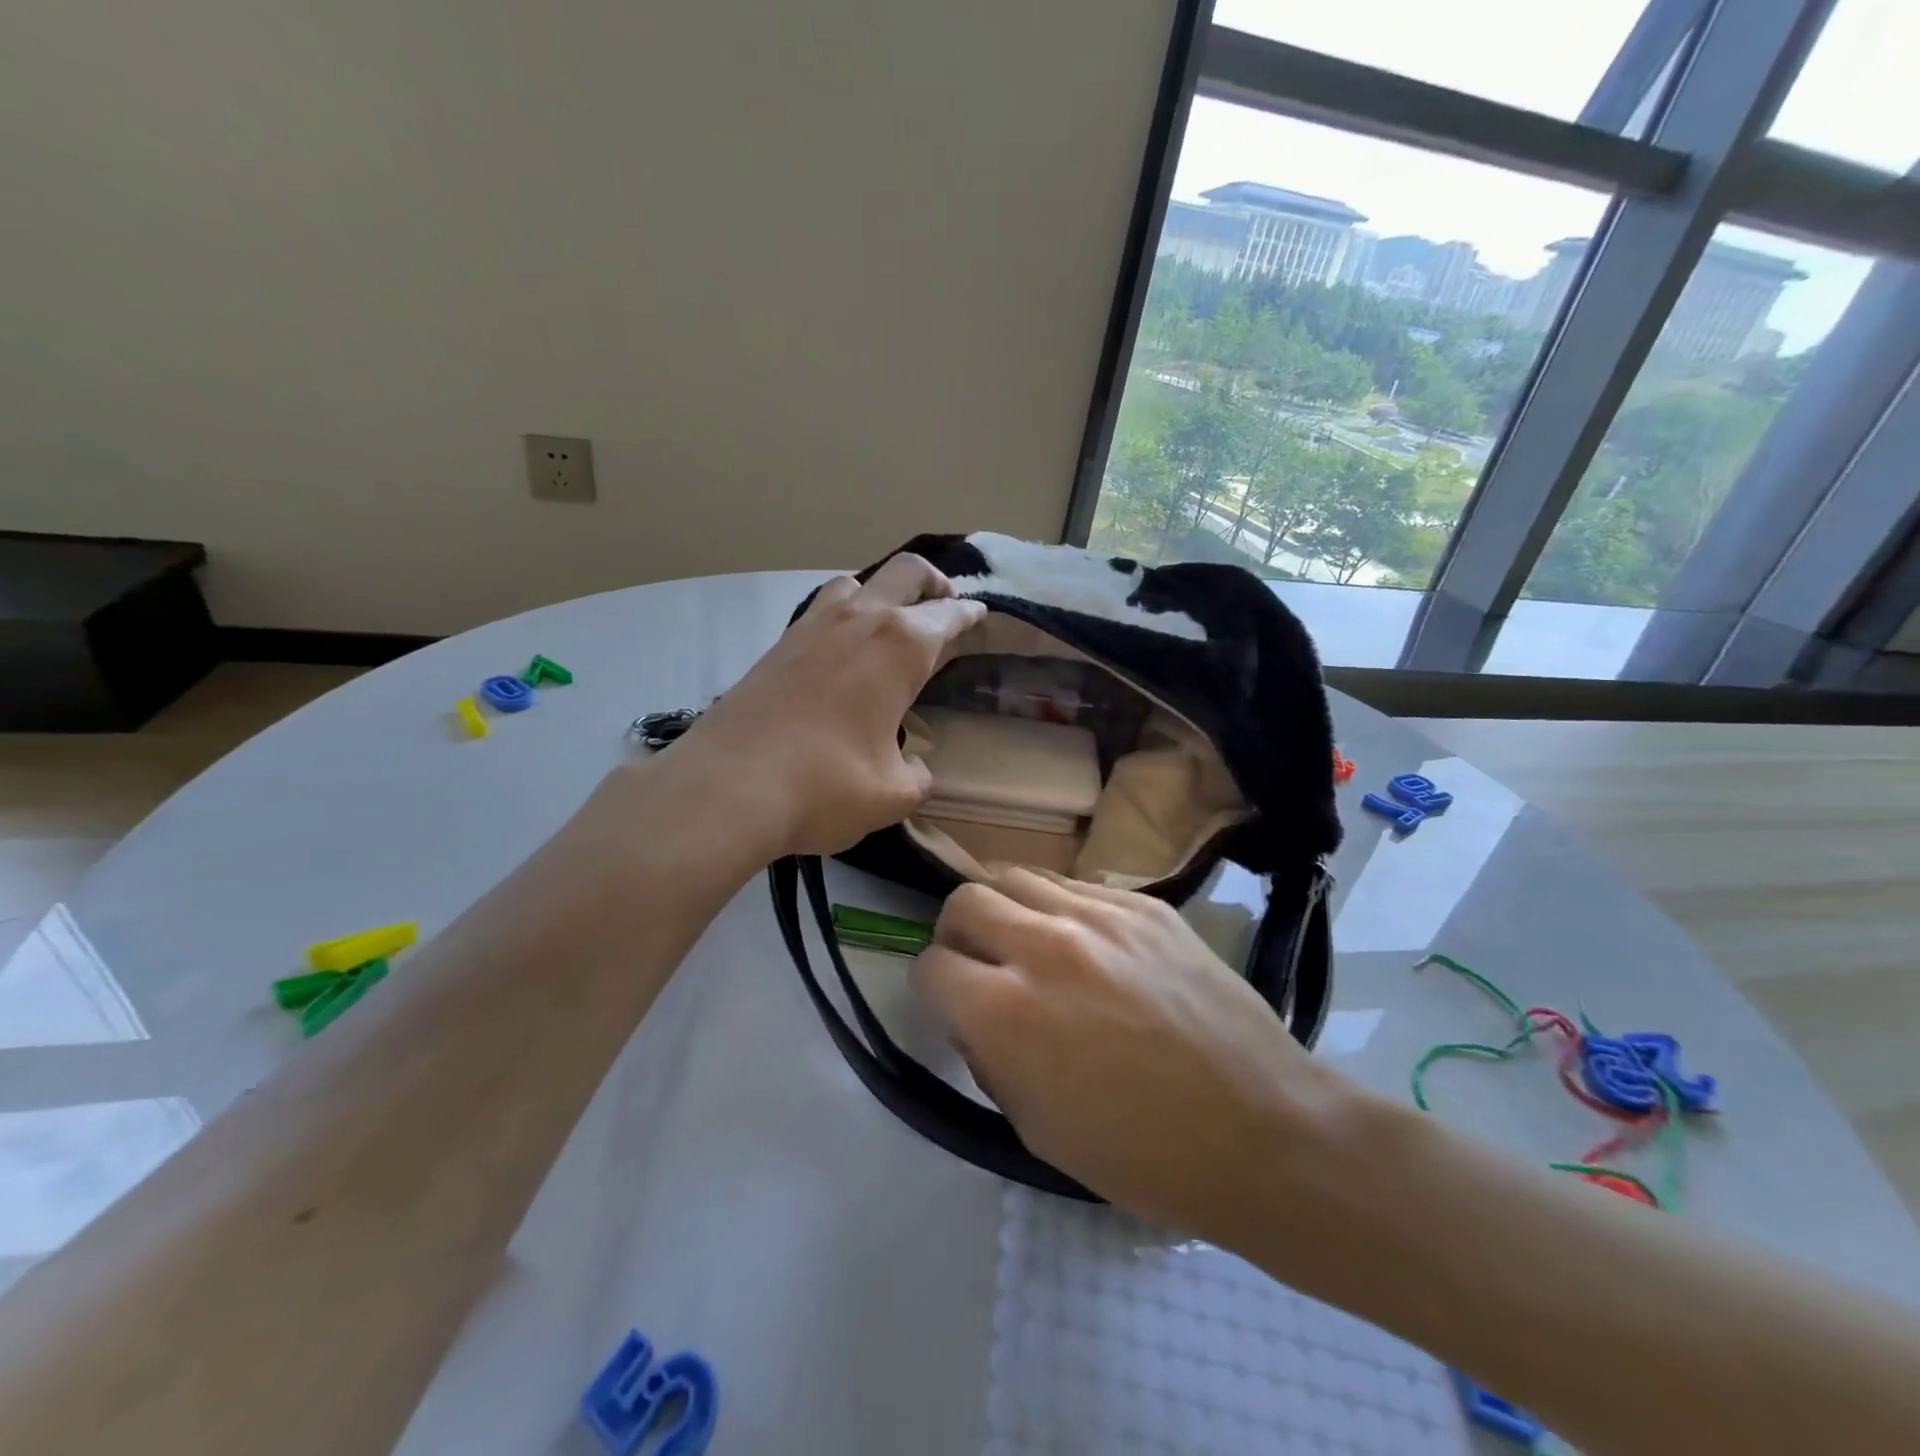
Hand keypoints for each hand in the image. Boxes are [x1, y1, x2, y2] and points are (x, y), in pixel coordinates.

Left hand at [681, 555, 984, 858]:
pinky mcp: (777, 645)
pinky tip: (841, 651)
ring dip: (881, 592)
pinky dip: (844, 615)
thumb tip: (913, 767)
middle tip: (944, 604)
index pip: (948, 616)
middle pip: (906, 572)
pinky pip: (821, 610)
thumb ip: (915, 775)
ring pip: (856, 582)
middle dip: (933, 582)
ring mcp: (812, 627)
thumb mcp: (892, 794)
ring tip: (890, 623)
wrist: (728, 786)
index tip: (979, 616)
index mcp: (901, 646)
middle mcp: (860, 621)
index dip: (969, 616)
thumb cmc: (826, 786)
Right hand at [912, 869, 1343, 1239]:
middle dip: (958, 932)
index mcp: (1004, 1011)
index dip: (933, 987)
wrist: (1261, 1130)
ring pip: (1018, 876)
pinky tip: (1087, 944)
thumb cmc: (1142, 1154)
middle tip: (980, 961)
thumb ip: (988, 1056)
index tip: (950, 1001)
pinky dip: (1062, 909)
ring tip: (1029, 942)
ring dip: (1007, 909)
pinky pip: (1078, 886)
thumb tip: (973, 1013)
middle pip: (965, 899)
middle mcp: (1042, 945)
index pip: (931, 966)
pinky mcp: (1145, 905)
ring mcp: (1099, 916)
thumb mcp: (1035, 1127)